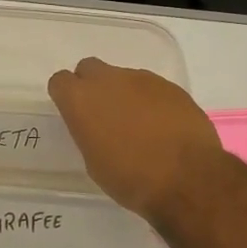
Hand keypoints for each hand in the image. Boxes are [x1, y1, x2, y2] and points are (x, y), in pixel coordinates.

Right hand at [48, 57, 225, 219]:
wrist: (186, 178)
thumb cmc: (130, 179)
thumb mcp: (94, 162)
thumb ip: (90, 132)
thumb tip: (99, 126)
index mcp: (81, 100)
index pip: (60, 81)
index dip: (66, 96)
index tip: (75, 114)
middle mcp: (109, 80)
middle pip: (90, 68)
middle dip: (92, 86)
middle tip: (103, 114)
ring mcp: (143, 79)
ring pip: (123, 77)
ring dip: (124, 94)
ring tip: (138, 125)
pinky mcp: (171, 86)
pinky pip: (151, 88)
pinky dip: (151, 101)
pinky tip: (162, 126)